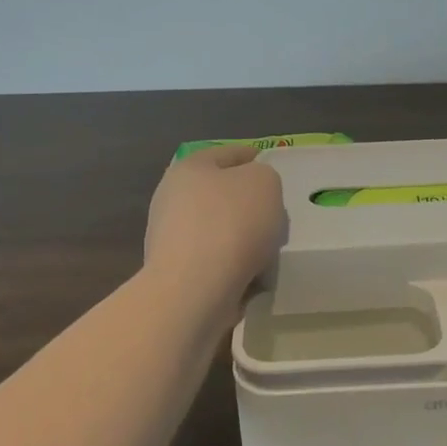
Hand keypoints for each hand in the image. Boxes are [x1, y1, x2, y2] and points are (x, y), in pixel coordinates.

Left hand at [143, 145, 287, 302]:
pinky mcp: (175, 275)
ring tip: (269, 250)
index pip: (228, 153)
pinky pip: (215, 262)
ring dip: (241, 237)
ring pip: (218, 229)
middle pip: (220, 193)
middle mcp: (172, 199)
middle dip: (247, 202)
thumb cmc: (231, 224)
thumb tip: (253, 192)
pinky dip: (233, 265)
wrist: (193, 292)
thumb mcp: (265, 182)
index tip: (272, 168)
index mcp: (189, 168)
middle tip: (275, 212)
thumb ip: (264, 177)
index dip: (253, 156)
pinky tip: (254, 275)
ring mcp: (170, 239)